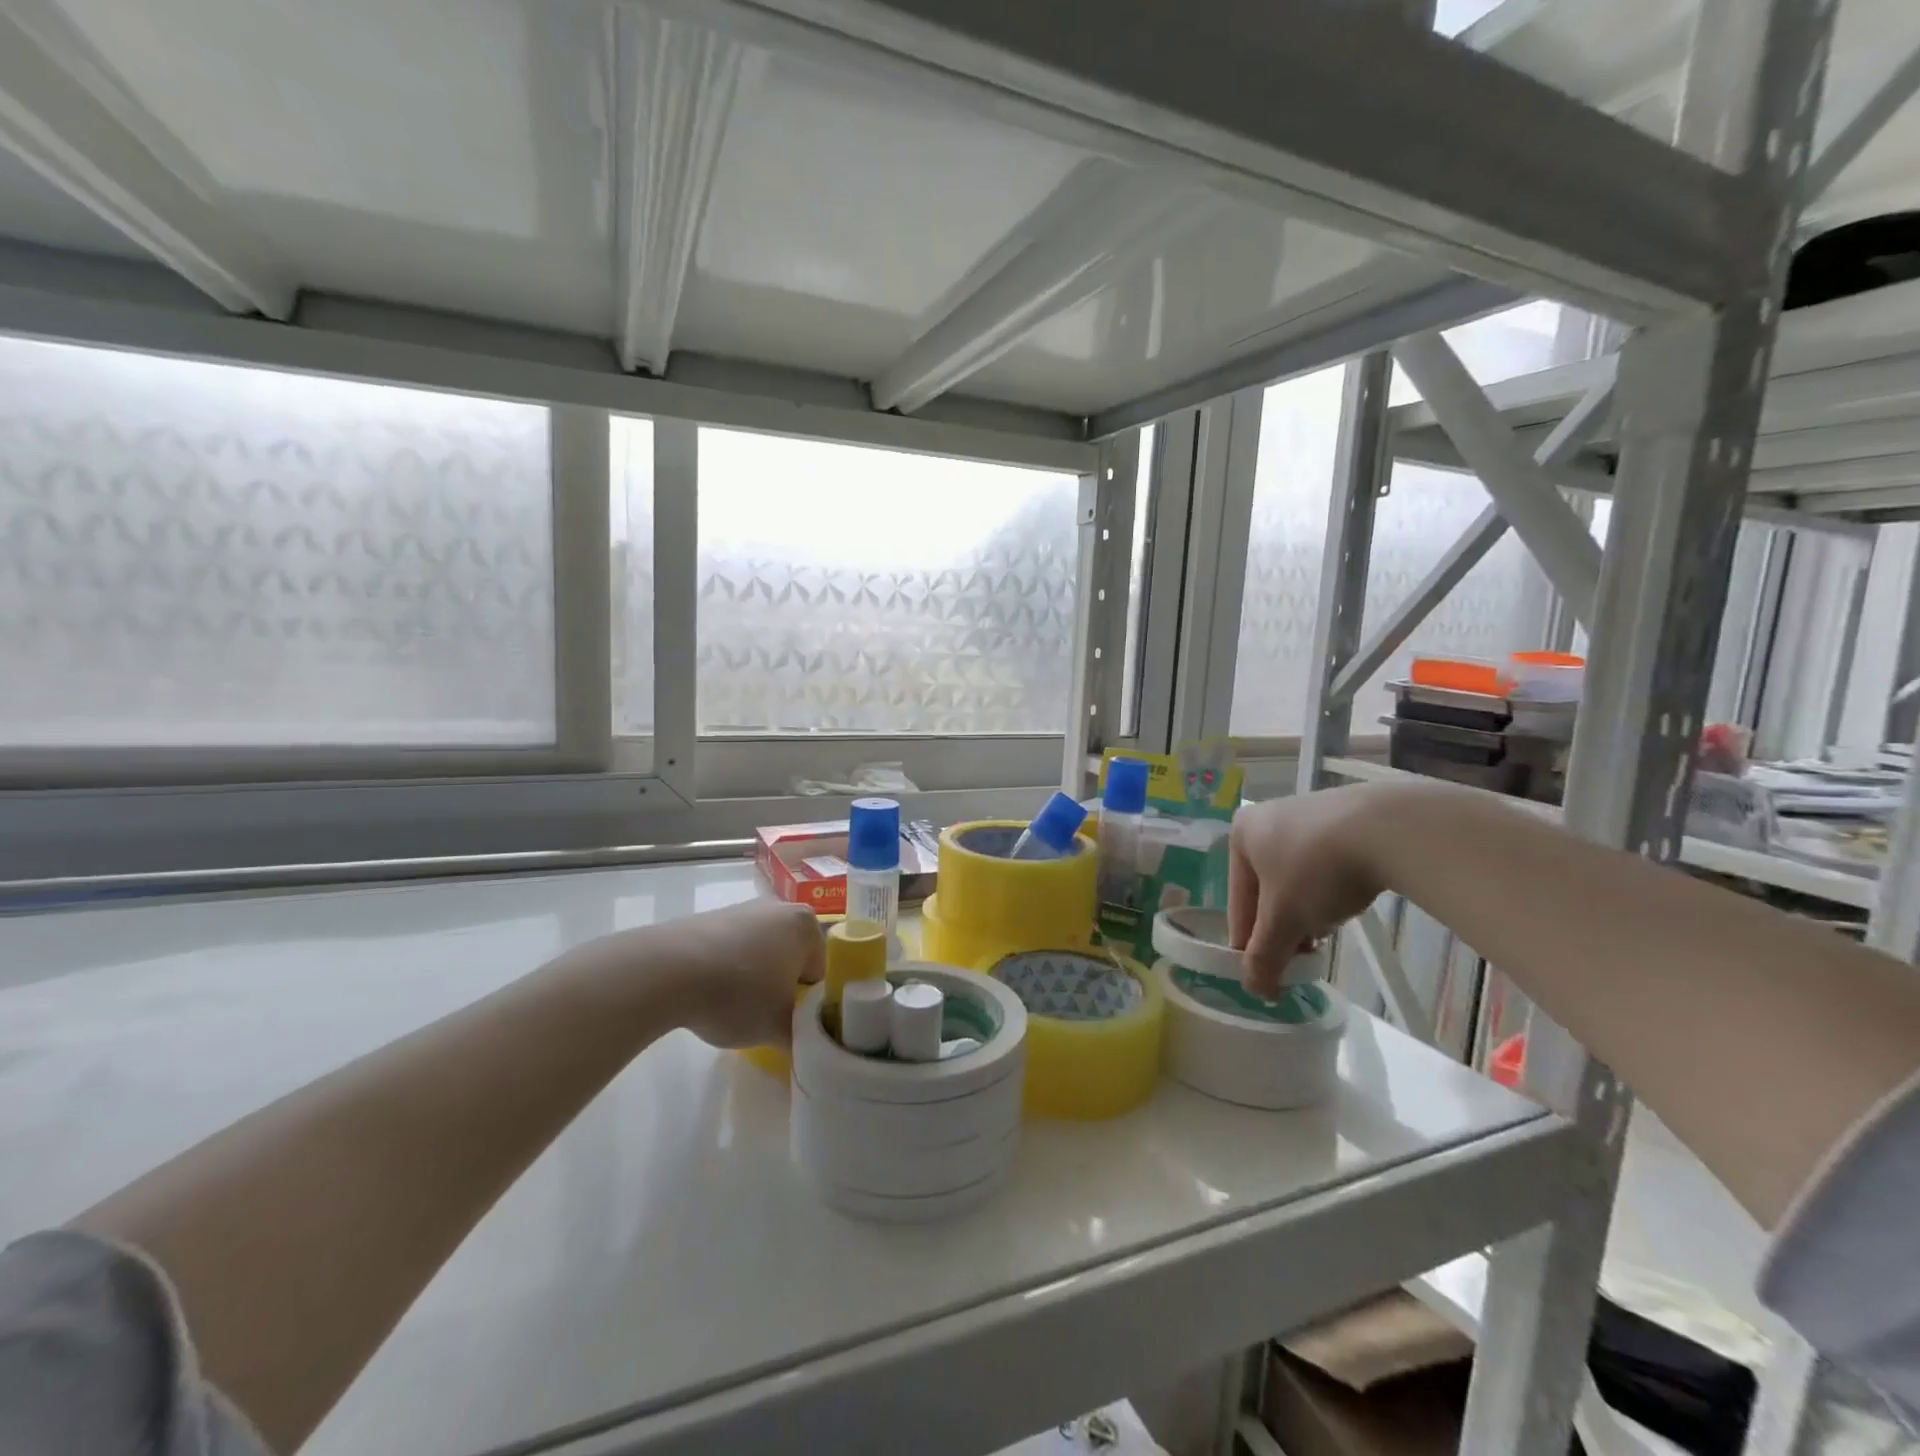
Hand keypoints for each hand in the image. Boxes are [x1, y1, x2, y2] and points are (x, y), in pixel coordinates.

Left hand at [641, 900, 824, 1049]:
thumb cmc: (737, 993)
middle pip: (791, 960)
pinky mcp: (711, 918)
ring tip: (731, 1010)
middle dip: (780, 989)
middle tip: (762, 1019)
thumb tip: (805, 1045)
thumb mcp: (779, 1029)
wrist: (666, 970)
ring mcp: (743, 908)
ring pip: (761, 955)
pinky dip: (727, 972)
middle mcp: (780, 907)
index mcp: (807, 925)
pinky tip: (708, 995)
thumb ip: (803, 1039)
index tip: (787, 1025)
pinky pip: (732, 950)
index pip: (819, 974)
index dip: (805, 1005)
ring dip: (753, 982)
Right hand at [1229, 785, 1401, 995]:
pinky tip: (1350, 902)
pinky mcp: (1346, 816)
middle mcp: (1268, 817)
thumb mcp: (1284, 922)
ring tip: (1329, 931)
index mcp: (1241, 834)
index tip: (1268, 973)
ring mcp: (1309, 812)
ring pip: (1298, 877)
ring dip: (1309, 910)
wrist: (1389, 829)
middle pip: (1269, 888)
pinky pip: (1327, 862)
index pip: (1238, 901)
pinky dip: (1333, 887)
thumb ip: (1263, 956)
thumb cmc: (1317, 871)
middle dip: (1284, 925)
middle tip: (1302, 957)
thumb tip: (1255, 989)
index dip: (1251, 942)